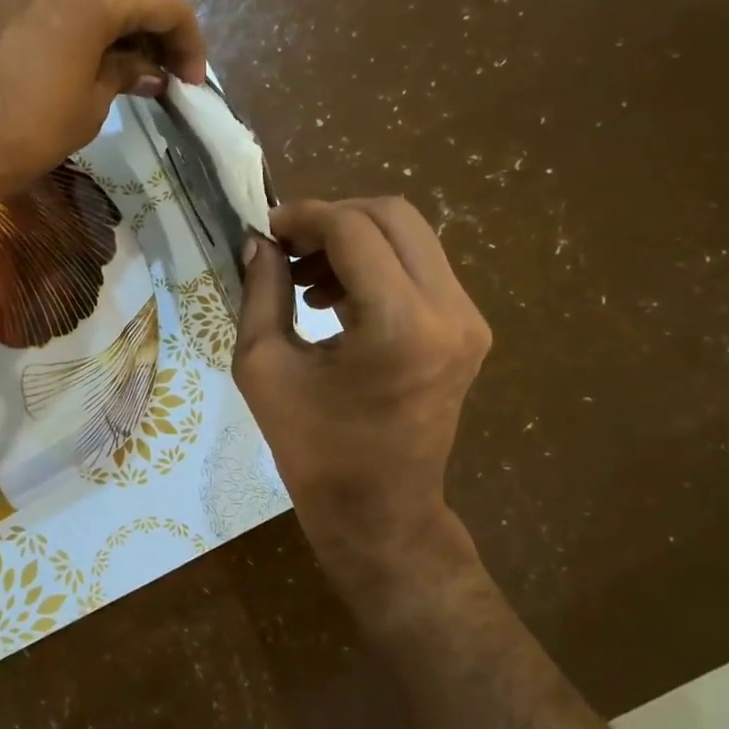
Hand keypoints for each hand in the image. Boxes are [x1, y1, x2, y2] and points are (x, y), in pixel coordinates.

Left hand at [0, 0, 204, 225]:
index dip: (189, 43)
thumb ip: (124, 74)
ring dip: (115, 24)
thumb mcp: (88, 107)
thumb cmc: (21, 131)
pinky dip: (78, 19)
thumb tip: (147, 70)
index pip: (164, 2)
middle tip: (164, 76)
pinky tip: (84, 56)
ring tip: (127, 71)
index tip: (193, 83)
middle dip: (152, 30)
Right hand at [233, 198, 491, 596]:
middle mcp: (448, 311)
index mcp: (399, 325)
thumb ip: (261, 292)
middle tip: (287, 245)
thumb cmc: (313, 449)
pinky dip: (377, 264)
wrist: (379, 511)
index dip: (304, 217)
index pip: (353, 230)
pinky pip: (422, 268)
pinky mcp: (468, 330)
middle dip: (333, 218)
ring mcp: (467, 320)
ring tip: (306, 277)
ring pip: (412, 237)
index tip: (267, 229)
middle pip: (394, 217)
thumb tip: (260, 241)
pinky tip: (336, 297)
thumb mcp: (264, 366)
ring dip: (355, 240)